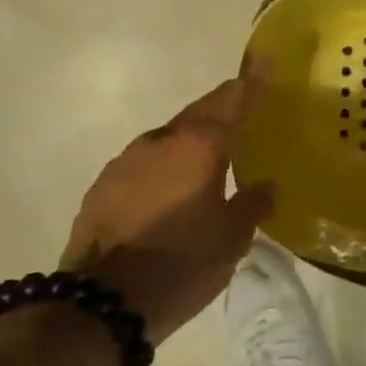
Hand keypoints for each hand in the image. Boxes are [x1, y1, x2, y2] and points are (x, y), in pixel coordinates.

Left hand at [61, 67, 274, 343]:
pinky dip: (164, 167)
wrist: (100, 305)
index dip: (251, 81)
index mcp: (200, 146)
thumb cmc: (181, 264)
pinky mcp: (103, 185)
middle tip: (243, 110)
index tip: (264, 61)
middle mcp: (161, 140)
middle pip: (199, 112)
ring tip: (207, 160)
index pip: (232, 100)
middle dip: (222, 107)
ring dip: (190, 141)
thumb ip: (253, 205)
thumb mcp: (232, 240)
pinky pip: (144, 164)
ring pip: (169, 138)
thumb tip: (265, 187)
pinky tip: (168, 192)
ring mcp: (126, 160)